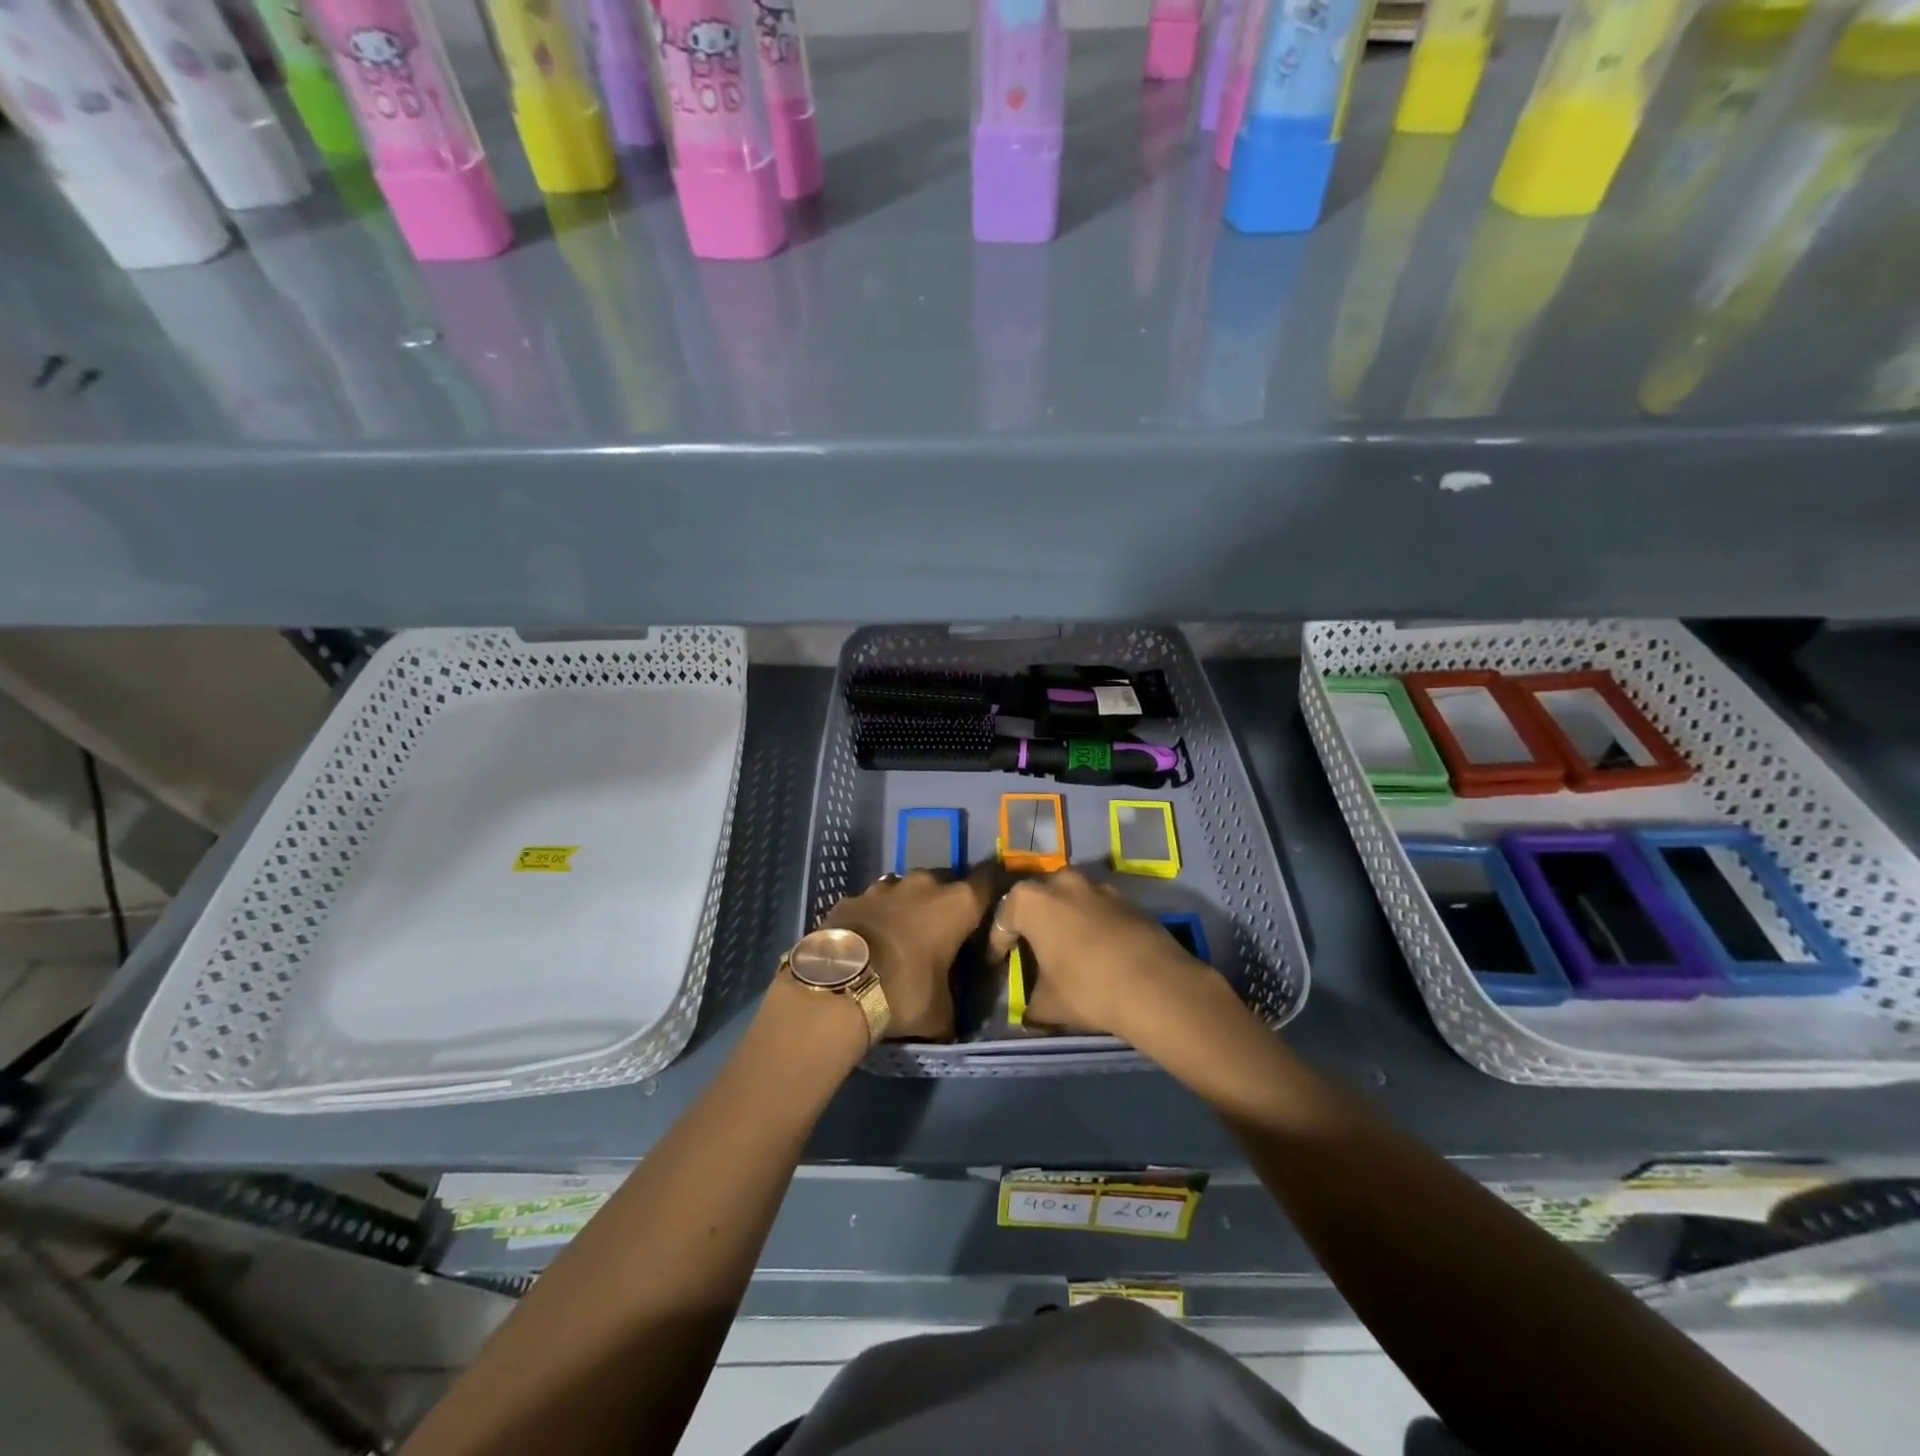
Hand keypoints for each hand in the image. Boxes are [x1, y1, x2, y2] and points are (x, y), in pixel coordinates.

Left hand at [823, 868, 994, 1040]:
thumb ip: (954, 1005)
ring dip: (909, 906)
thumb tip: (953, 1019)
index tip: (993, 903)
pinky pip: (872, 903)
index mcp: (957, 905)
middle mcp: (924, 885)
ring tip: (904, 934)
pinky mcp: (851, 897)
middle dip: (946, 901)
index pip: (989, 880)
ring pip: (906, 889)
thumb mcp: (940, 1013)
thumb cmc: (904, 993)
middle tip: (944, 929)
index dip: (994, 888)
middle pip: (945, 882)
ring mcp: (884, 887)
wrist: (838, 985)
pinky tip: (870, 940)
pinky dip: (875, 917)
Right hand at [985, 868, 1206, 1037]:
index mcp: (1030, 900)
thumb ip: (1029, 1007)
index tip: (996, 963)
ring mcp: (1096, 885)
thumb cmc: (1086, 988)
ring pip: (1069, 899)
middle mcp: (1060, 881)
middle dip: (1031, 922)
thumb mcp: (1047, 1005)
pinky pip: (1096, 907)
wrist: (1156, 985)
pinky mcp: (1126, 897)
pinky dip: (1091, 923)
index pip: (1002, 920)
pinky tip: (1096, 949)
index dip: (996, 944)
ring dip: (1063, 918)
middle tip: (1030, 948)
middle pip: (1036, 899)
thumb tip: (1025, 1017)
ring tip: (1065, 948)